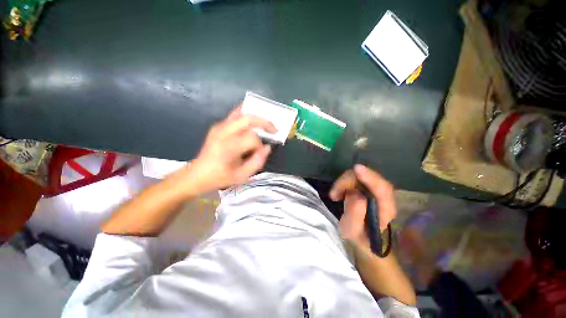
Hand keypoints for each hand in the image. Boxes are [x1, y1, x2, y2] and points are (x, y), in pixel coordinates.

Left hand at [187, 106, 276, 192]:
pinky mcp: (217, 126)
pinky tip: (253, 119)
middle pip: (248, 119)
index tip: (258, 153)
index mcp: (228, 146)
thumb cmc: (220, 177)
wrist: (197, 174)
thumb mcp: (241, 176)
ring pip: (242, 113)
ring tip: (266, 124)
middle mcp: (223, 132)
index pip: (252, 138)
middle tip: (274, 130)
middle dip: (264, 122)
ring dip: (256, 117)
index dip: (259, 146)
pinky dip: (246, 114)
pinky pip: (235, 115)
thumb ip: (257, 161)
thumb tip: (267, 147)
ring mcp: (219, 127)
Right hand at [329, 164, 396, 248]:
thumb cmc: (359, 236)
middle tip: (334, 193)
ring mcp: (375, 189)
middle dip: (349, 181)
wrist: (364, 235)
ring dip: (344, 182)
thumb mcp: (353, 232)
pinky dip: (343, 183)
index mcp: (386, 210)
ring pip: (360, 176)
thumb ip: (355, 217)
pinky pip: (354, 178)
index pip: (383, 189)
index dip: (371, 178)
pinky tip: (338, 193)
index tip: (356, 169)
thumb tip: (356, 196)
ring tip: (335, 196)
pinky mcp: (366, 186)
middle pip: (369, 178)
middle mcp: (384, 197)